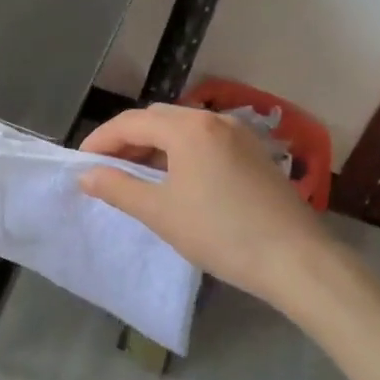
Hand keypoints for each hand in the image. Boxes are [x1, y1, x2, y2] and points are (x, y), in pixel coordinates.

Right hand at [79, 104, 333, 314]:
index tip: (81, 163)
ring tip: (137, 174)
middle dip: (127, 139)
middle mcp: (213, 119)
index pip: (130, 123)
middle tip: (107, 168)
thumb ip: (118, 188)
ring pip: (182, 128)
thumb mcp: (160, 213)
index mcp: (187, 128)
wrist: (297, 260)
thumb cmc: (221, 233)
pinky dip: (181, 151)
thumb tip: (87, 175)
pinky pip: (205, 140)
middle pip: (157, 119)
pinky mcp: (253, 153)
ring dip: (154, 145)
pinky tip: (176, 178)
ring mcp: (238, 134)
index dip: (101, 140)